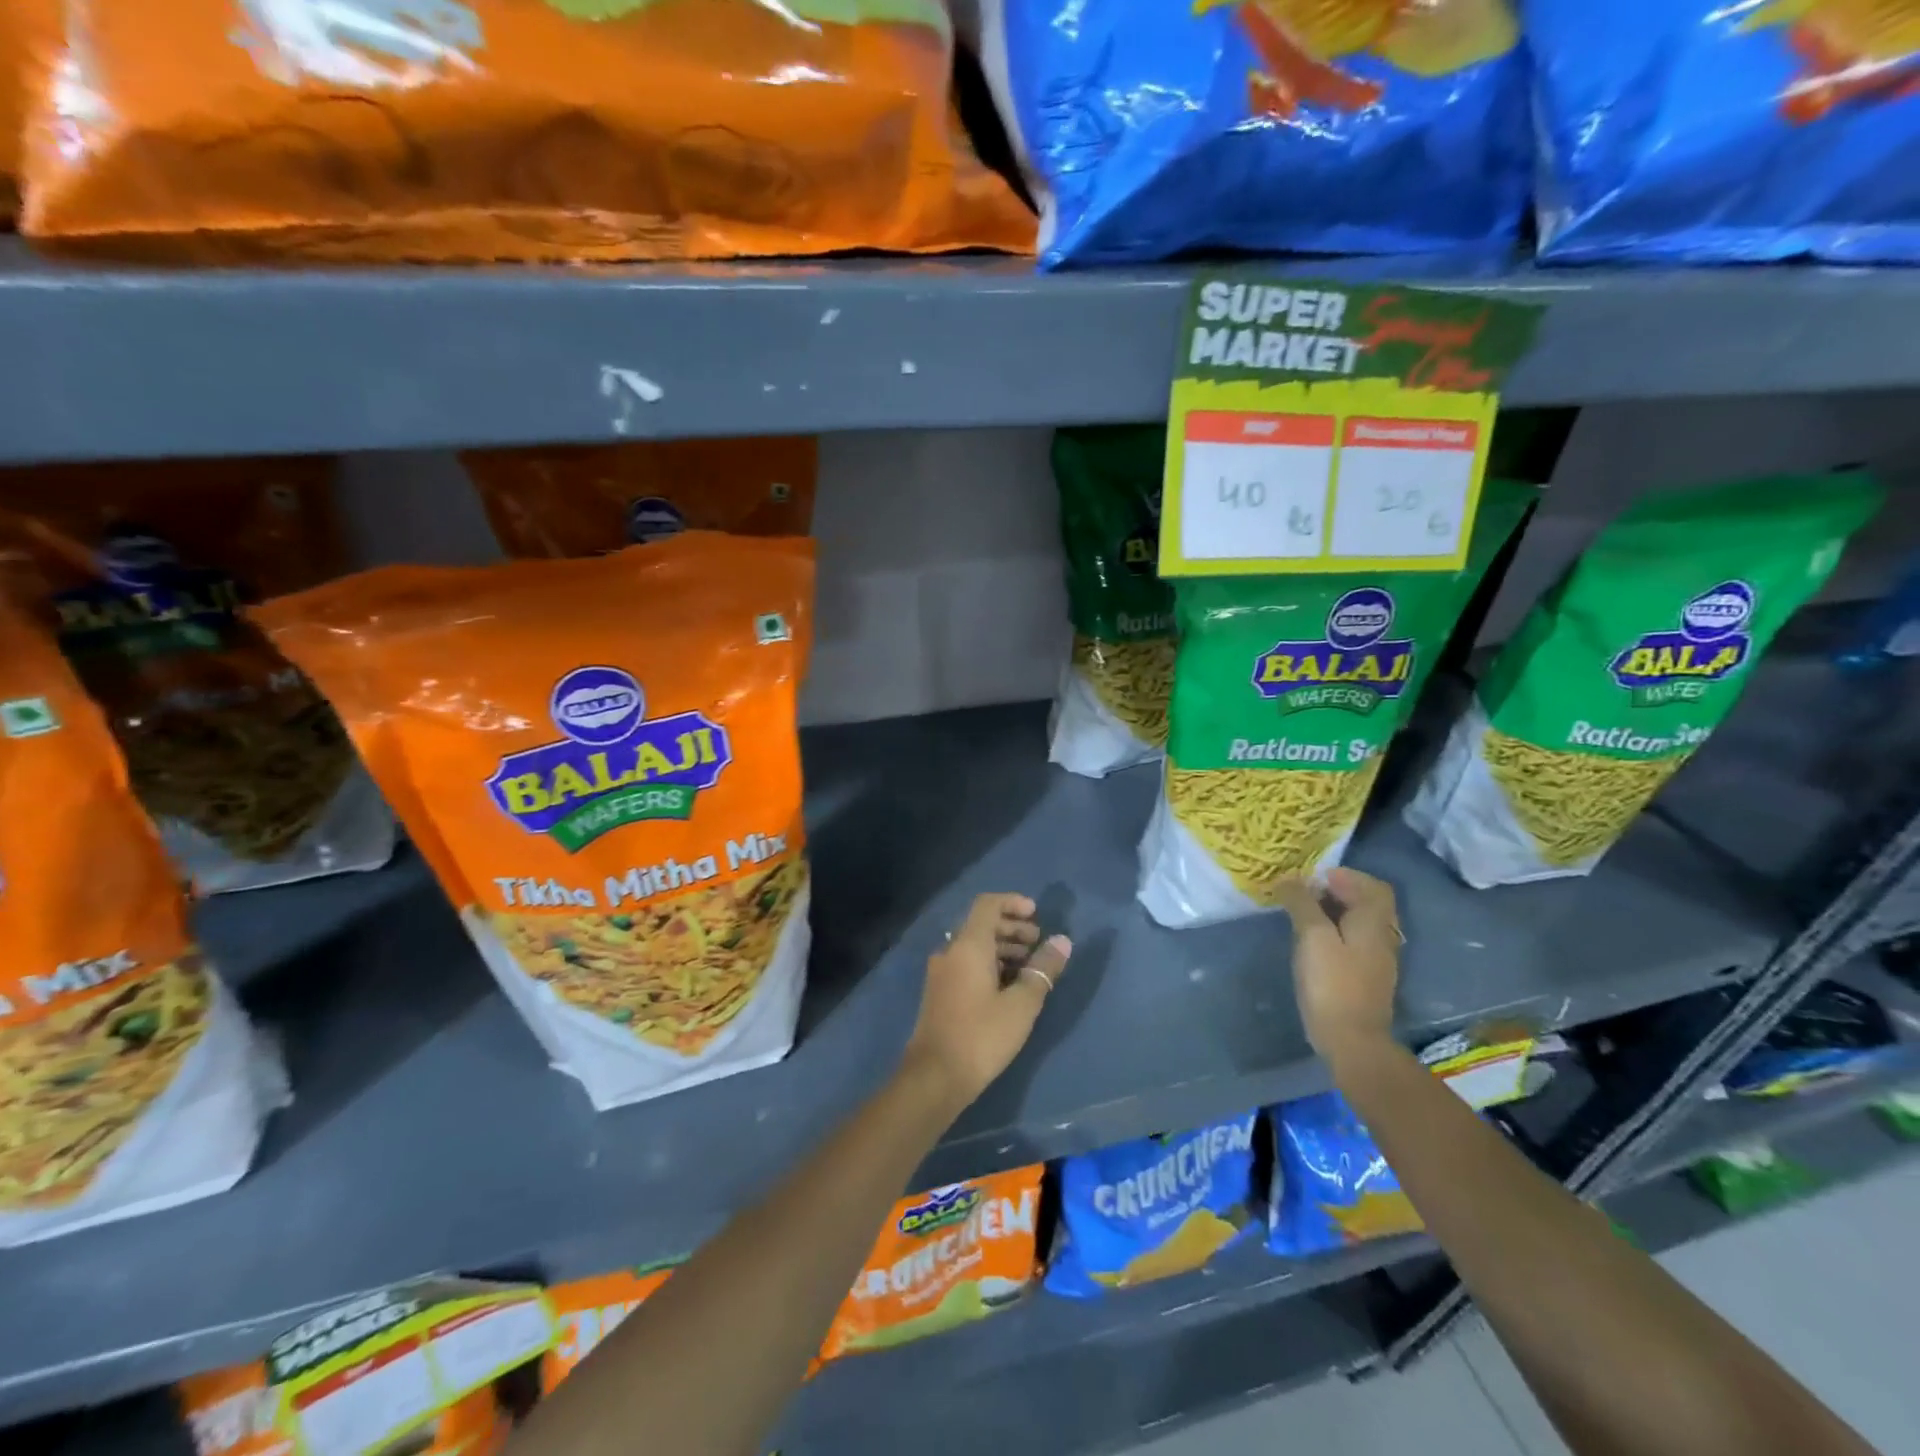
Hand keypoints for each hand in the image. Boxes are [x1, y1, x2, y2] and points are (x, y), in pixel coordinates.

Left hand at [902, 893, 1071, 1113]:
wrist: (934, 1077)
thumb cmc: (982, 1036)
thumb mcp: (1021, 1004)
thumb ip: (1043, 969)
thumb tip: (1062, 941)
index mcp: (968, 945)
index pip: (988, 904)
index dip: (1013, 902)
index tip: (1036, 914)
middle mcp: (950, 951)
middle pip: (980, 923)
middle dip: (1011, 927)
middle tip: (1037, 942)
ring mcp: (941, 972)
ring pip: (973, 945)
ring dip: (1001, 947)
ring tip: (1028, 965)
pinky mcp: (939, 992)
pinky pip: (966, 963)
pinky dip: (989, 963)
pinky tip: (1008, 985)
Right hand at [1274, 868, 1400, 1064]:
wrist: (1352, 1040)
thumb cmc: (1332, 983)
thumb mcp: (1312, 936)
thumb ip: (1302, 903)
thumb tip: (1290, 879)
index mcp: (1373, 922)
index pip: (1372, 886)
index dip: (1345, 876)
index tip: (1314, 878)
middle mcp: (1382, 937)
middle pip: (1367, 903)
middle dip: (1338, 892)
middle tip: (1305, 893)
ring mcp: (1377, 960)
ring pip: (1360, 923)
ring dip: (1335, 912)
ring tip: (1303, 915)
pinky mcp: (1366, 978)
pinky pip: (1354, 942)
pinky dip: (1336, 932)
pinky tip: (1313, 942)